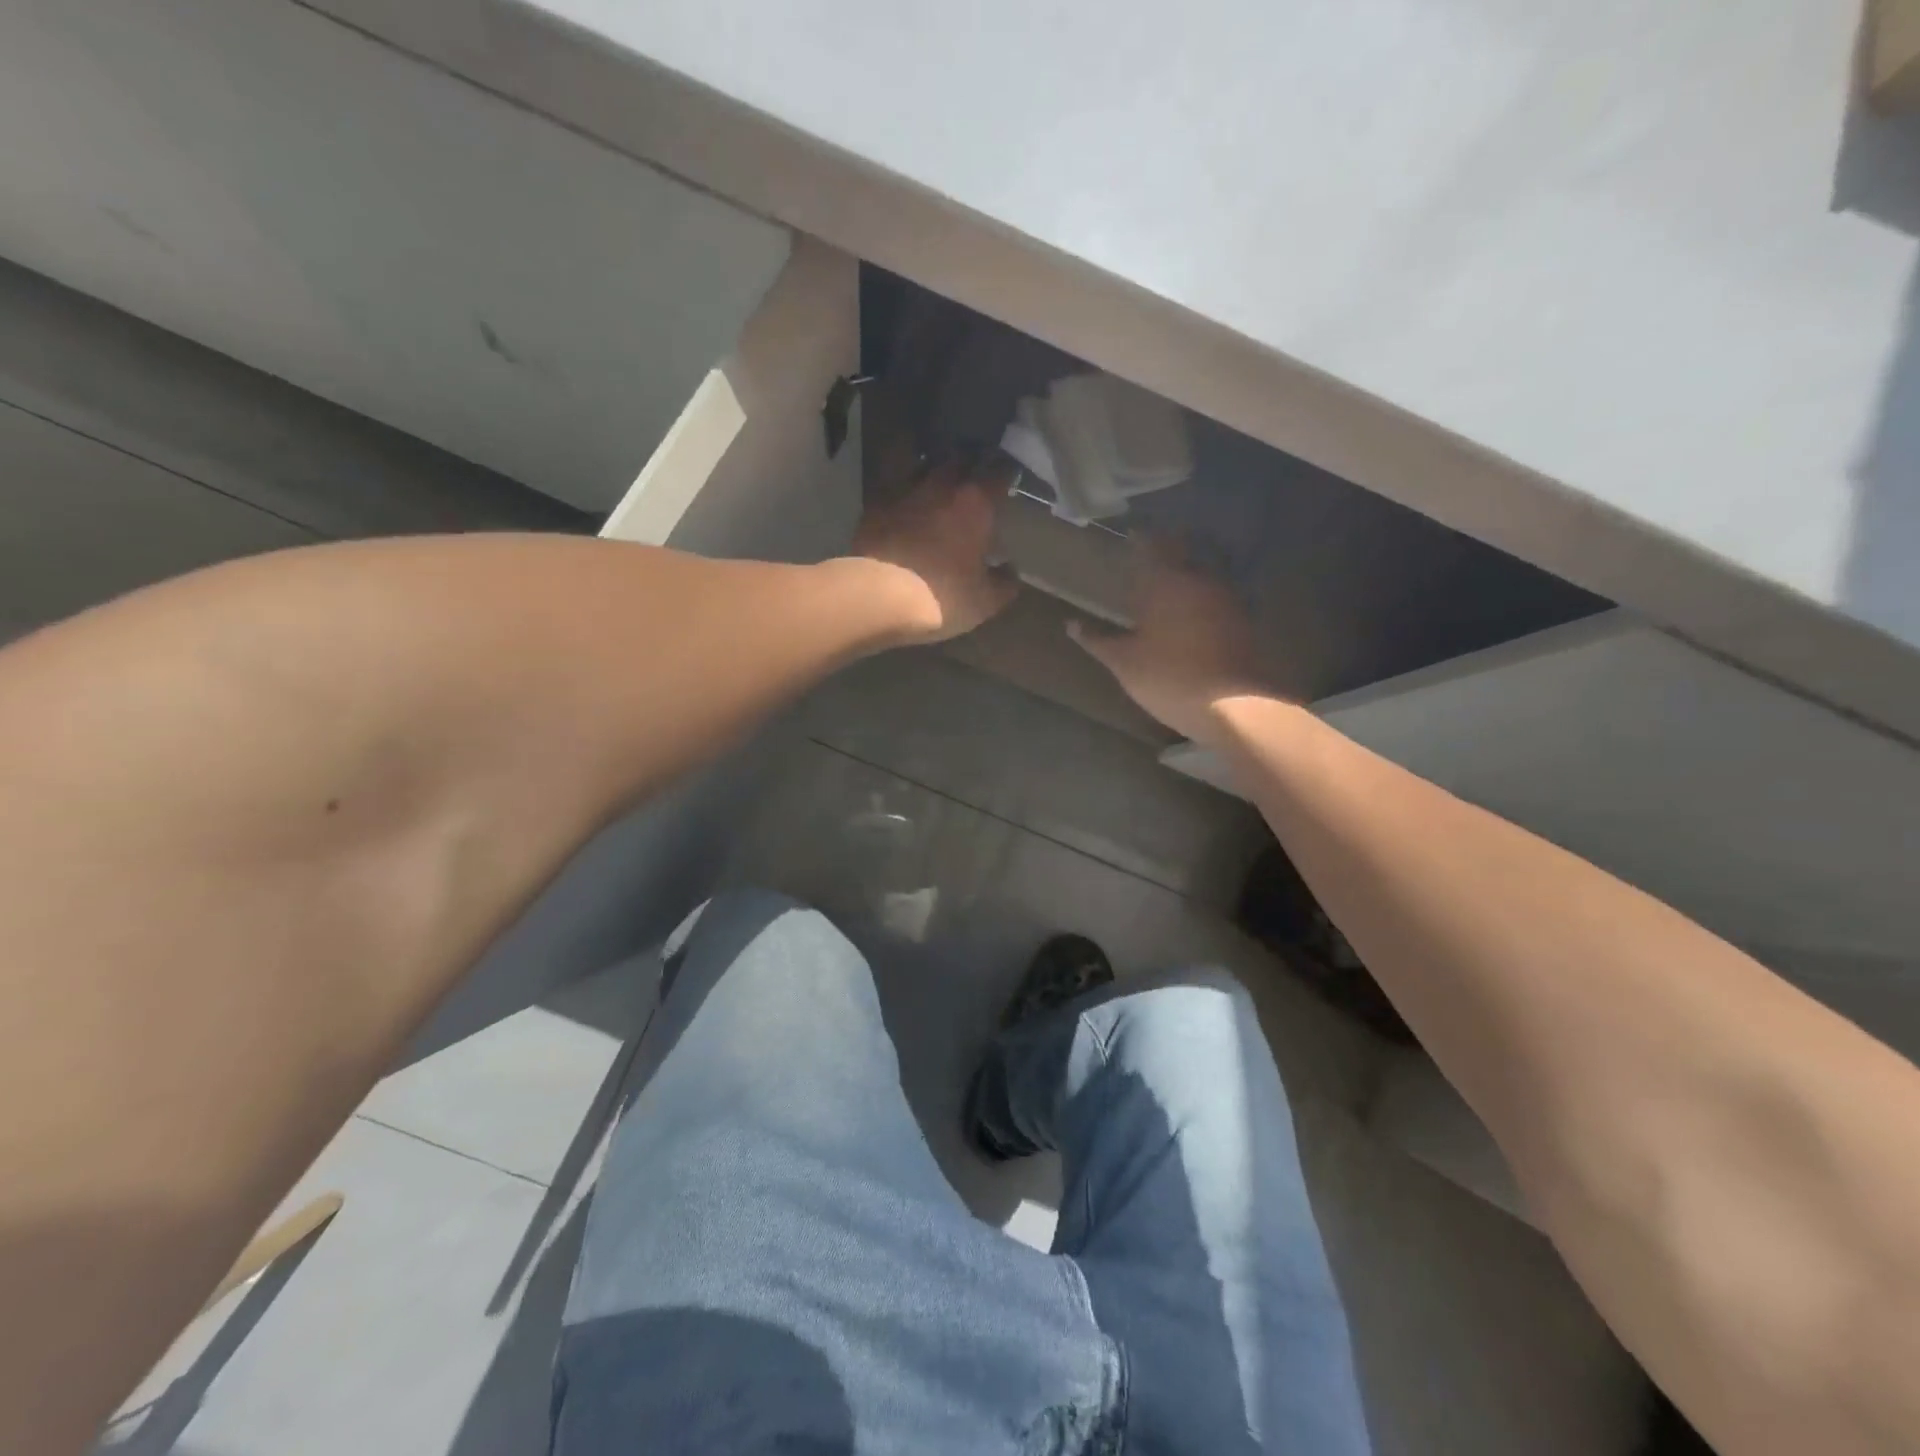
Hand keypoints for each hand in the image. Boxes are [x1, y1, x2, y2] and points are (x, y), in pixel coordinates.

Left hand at [850, 455, 1018, 643]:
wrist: (879, 597)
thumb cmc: (942, 596)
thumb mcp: (984, 601)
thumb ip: (1003, 583)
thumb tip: (1011, 572)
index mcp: (976, 502)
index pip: (1000, 472)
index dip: (1006, 473)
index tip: (1008, 478)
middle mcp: (942, 485)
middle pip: (960, 458)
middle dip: (969, 463)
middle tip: (972, 476)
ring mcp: (904, 490)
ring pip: (922, 462)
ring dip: (931, 466)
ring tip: (935, 477)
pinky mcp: (874, 504)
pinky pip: (890, 483)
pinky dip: (899, 485)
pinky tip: (900, 496)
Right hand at [1069, 538, 1268, 741]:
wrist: (1234, 704)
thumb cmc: (1168, 677)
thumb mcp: (1123, 662)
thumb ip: (1097, 640)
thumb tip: (1071, 624)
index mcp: (1165, 582)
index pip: (1150, 547)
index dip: (1140, 540)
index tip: (1132, 534)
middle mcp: (1198, 580)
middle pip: (1182, 554)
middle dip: (1167, 551)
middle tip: (1151, 555)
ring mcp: (1226, 599)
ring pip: (1203, 575)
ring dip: (1187, 574)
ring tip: (1170, 583)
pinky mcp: (1243, 620)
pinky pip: (1218, 597)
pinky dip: (1203, 599)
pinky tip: (1194, 613)